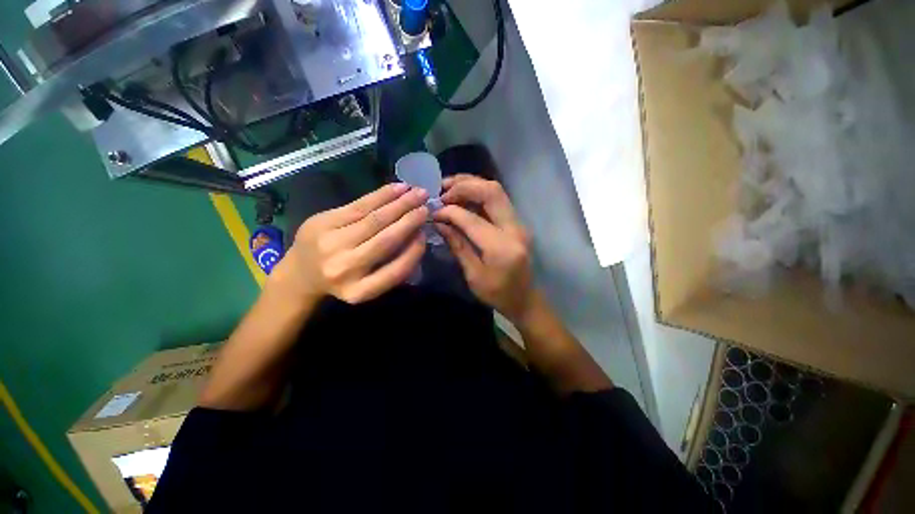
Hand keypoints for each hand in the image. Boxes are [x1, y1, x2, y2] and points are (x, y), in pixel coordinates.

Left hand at [275, 183, 428, 303]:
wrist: (301, 273)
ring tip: (417, 193)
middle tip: (427, 206)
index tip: (425, 235)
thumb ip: (393, 266)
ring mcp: (330, 243)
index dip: (414, 251)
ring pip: (374, 219)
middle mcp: (344, 269)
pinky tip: (397, 188)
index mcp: (359, 291)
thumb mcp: (369, 284)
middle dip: (410, 220)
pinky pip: (358, 205)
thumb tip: (417, 235)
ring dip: (399, 203)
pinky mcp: (322, 222)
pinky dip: (381, 195)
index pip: (396, 270)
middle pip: (385, 240)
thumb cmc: (344, 279)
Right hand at [433, 175, 534, 322]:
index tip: (433, 212)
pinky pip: (498, 199)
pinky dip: (479, 193)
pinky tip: (463, 196)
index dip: (450, 212)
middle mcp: (514, 229)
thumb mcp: (473, 275)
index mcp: (501, 247)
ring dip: (472, 184)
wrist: (525, 299)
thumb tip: (439, 223)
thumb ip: (458, 246)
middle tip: (442, 189)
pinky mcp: (516, 223)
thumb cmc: (497, 294)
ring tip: (449, 187)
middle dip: (464, 186)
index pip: (472, 219)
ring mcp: (518, 223)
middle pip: (491, 192)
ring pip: (496, 191)